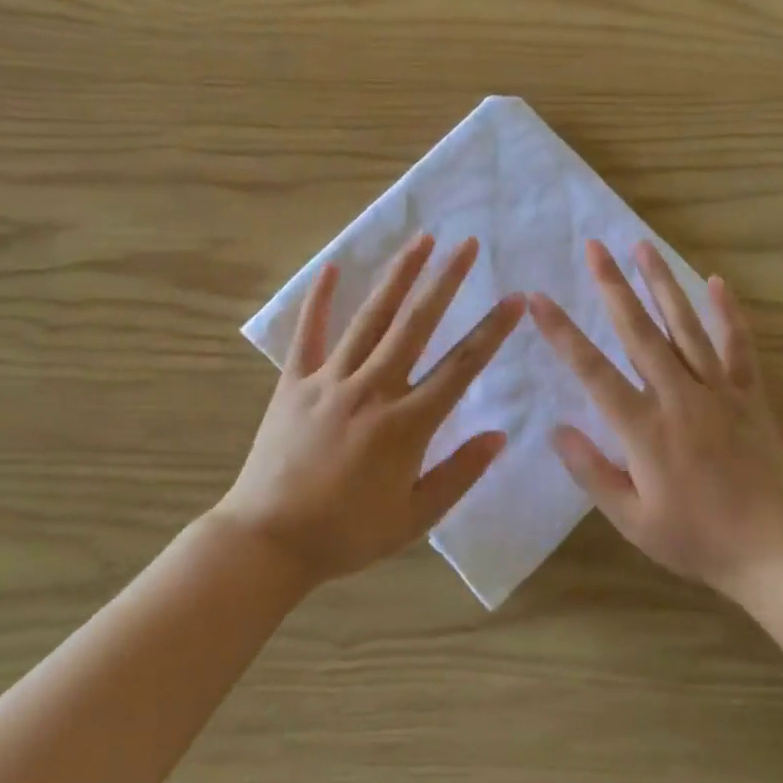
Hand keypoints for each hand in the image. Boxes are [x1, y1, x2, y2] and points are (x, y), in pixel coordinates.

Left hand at [219, 234, 522, 588]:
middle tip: (467, 244)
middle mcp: (372, 390)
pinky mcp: (293, 383)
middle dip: (445, 281)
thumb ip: (460, 474)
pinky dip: (318, 301)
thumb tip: (499, 435)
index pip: (460, 367)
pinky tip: (330, 268)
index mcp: (406, 424)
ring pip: (369, 319)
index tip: (514, 299)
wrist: (268, 542)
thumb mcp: (414, 518)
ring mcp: (329, 381)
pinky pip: (308, 335)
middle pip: (416, 325)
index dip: (491, 330)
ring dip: (397, 276)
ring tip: (420, 239)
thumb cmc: (347, 534)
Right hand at [529, 240, 782, 596]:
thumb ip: (592, 472)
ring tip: (643, 246)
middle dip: (612, 286)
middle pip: (639, 332)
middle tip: (594, 247)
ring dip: (662, 284)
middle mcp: (679, 397)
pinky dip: (728, 313)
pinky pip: (738, 347)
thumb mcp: (632, 519)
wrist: (774, 552)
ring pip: (685, 327)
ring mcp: (718, 392)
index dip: (562, 333)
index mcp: (644, 429)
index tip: (538, 298)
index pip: (593, 370)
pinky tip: (716, 282)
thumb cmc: (696, 540)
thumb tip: (557, 430)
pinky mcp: (749, 396)